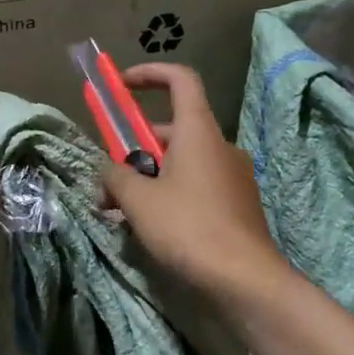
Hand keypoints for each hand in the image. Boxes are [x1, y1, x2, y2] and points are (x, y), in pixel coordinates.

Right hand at [102, 64, 286, 301]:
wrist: (245, 280)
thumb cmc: (188, 228)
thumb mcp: (138, 200)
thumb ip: (115, 176)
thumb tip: (108, 171)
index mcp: (198, 132)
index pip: (180, 80)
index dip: (150, 74)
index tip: (122, 85)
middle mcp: (220, 146)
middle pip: (174, 129)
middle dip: (136, 147)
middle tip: (110, 178)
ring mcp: (233, 176)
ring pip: (183, 163)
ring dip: (150, 177)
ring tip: (122, 211)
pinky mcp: (238, 205)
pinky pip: (197, 186)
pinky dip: (171, 195)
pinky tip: (153, 228)